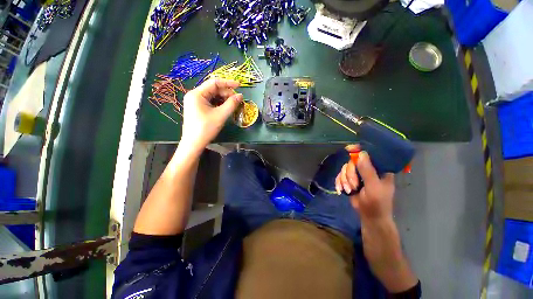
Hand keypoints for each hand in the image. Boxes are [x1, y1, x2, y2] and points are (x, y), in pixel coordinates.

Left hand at [180, 79, 242, 153]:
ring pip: (213, 96)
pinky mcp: (197, 108)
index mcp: (197, 94)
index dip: (228, 83)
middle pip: (214, 90)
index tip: (239, 85)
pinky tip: (226, 109)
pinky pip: (210, 102)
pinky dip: (219, 104)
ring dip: (224, 99)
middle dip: (226, 94)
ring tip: (233, 106)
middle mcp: (194, 95)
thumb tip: (240, 95)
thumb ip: (231, 104)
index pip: (214, 83)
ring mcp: (195, 102)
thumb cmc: (206, 129)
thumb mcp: (221, 115)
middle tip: (237, 101)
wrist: (193, 143)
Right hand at [335, 146, 394, 221]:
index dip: (359, 150)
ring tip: (349, 190)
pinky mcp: (350, 180)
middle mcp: (368, 169)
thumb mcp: (373, 187)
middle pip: (353, 162)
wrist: (370, 217)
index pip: (370, 154)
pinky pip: (340, 175)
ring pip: (345, 169)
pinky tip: (341, 190)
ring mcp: (358, 175)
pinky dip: (339, 182)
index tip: (348, 149)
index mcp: (379, 169)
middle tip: (354, 185)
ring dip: (344, 180)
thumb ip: (367, 171)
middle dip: (350, 174)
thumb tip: (361, 154)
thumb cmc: (377, 203)